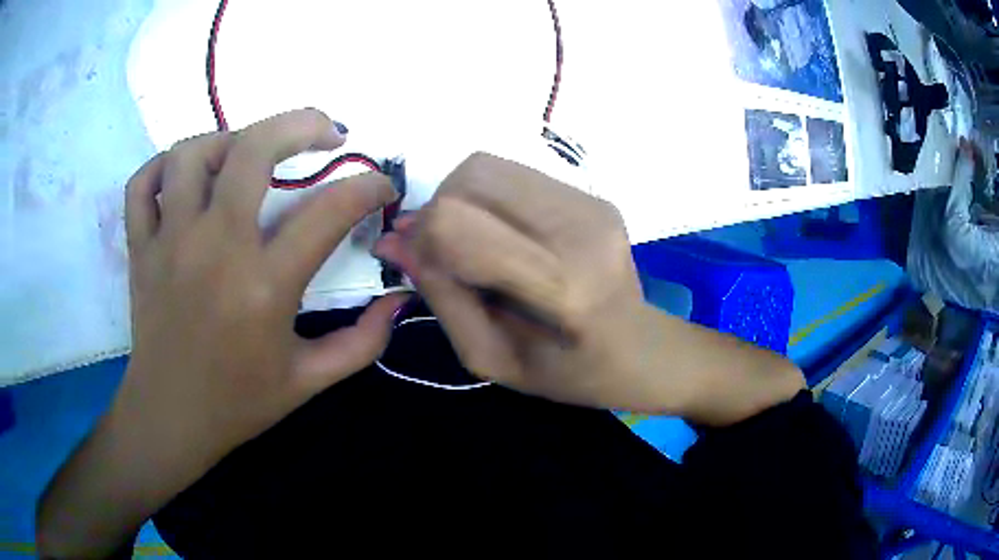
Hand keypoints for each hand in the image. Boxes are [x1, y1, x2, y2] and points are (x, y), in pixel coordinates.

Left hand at [120, 108, 405, 469]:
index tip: (381, 185)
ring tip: (249, 153)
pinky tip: (184, 176)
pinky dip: (161, 167)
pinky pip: (142, 185)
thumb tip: (399, 298)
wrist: (171, 419)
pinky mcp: (140, 249)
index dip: (367, 188)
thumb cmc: (239, 403)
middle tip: (324, 132)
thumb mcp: (309, 382)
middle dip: (299, 124)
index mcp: (263, 288)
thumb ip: (363, 342)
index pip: (328, 212)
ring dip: (227, 139)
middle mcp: (214, 250)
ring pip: (191, 154)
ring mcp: (169, 244)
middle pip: (253, 150)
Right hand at [375, 153, 674, 411]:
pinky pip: (514, 174)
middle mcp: (580, 229)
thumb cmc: (565, 371)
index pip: (458, 223)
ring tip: (475, 244)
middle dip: (439, 211)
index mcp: (561, 285)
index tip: (420, 262)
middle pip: (471, 178)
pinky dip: (489, 198)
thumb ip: (440, 296)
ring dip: (462, 200)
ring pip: (488, 167)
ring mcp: (591, 203)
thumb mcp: (489, 357)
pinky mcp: (593, 194)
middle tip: (446, 254)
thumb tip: (393, 240)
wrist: (638, 349)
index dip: (423, 237)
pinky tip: (503, 233)